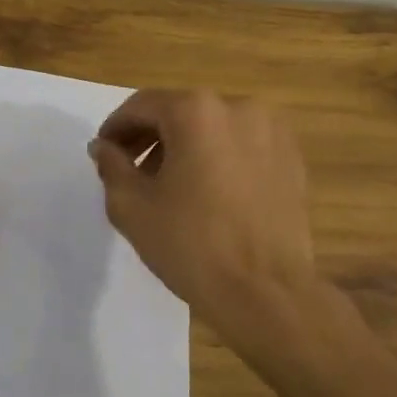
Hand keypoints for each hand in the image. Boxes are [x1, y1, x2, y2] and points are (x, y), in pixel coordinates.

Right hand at [87, 91, 316, 322]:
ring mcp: (272, 132)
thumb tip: (104, 147)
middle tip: (131, 171)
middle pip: (180, 112)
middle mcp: (238, 108)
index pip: (142, 105)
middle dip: (151, 137)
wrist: (265, 291)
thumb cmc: (191, 244)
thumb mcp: (131, 206)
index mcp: (196, 112)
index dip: (116, 128)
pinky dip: (218, 158)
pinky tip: (207, 194)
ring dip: (185, 147)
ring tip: (170, 186)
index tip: (104, 153)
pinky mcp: (292, 159)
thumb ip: (112, 166)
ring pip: (213, 128)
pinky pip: (242, 146)